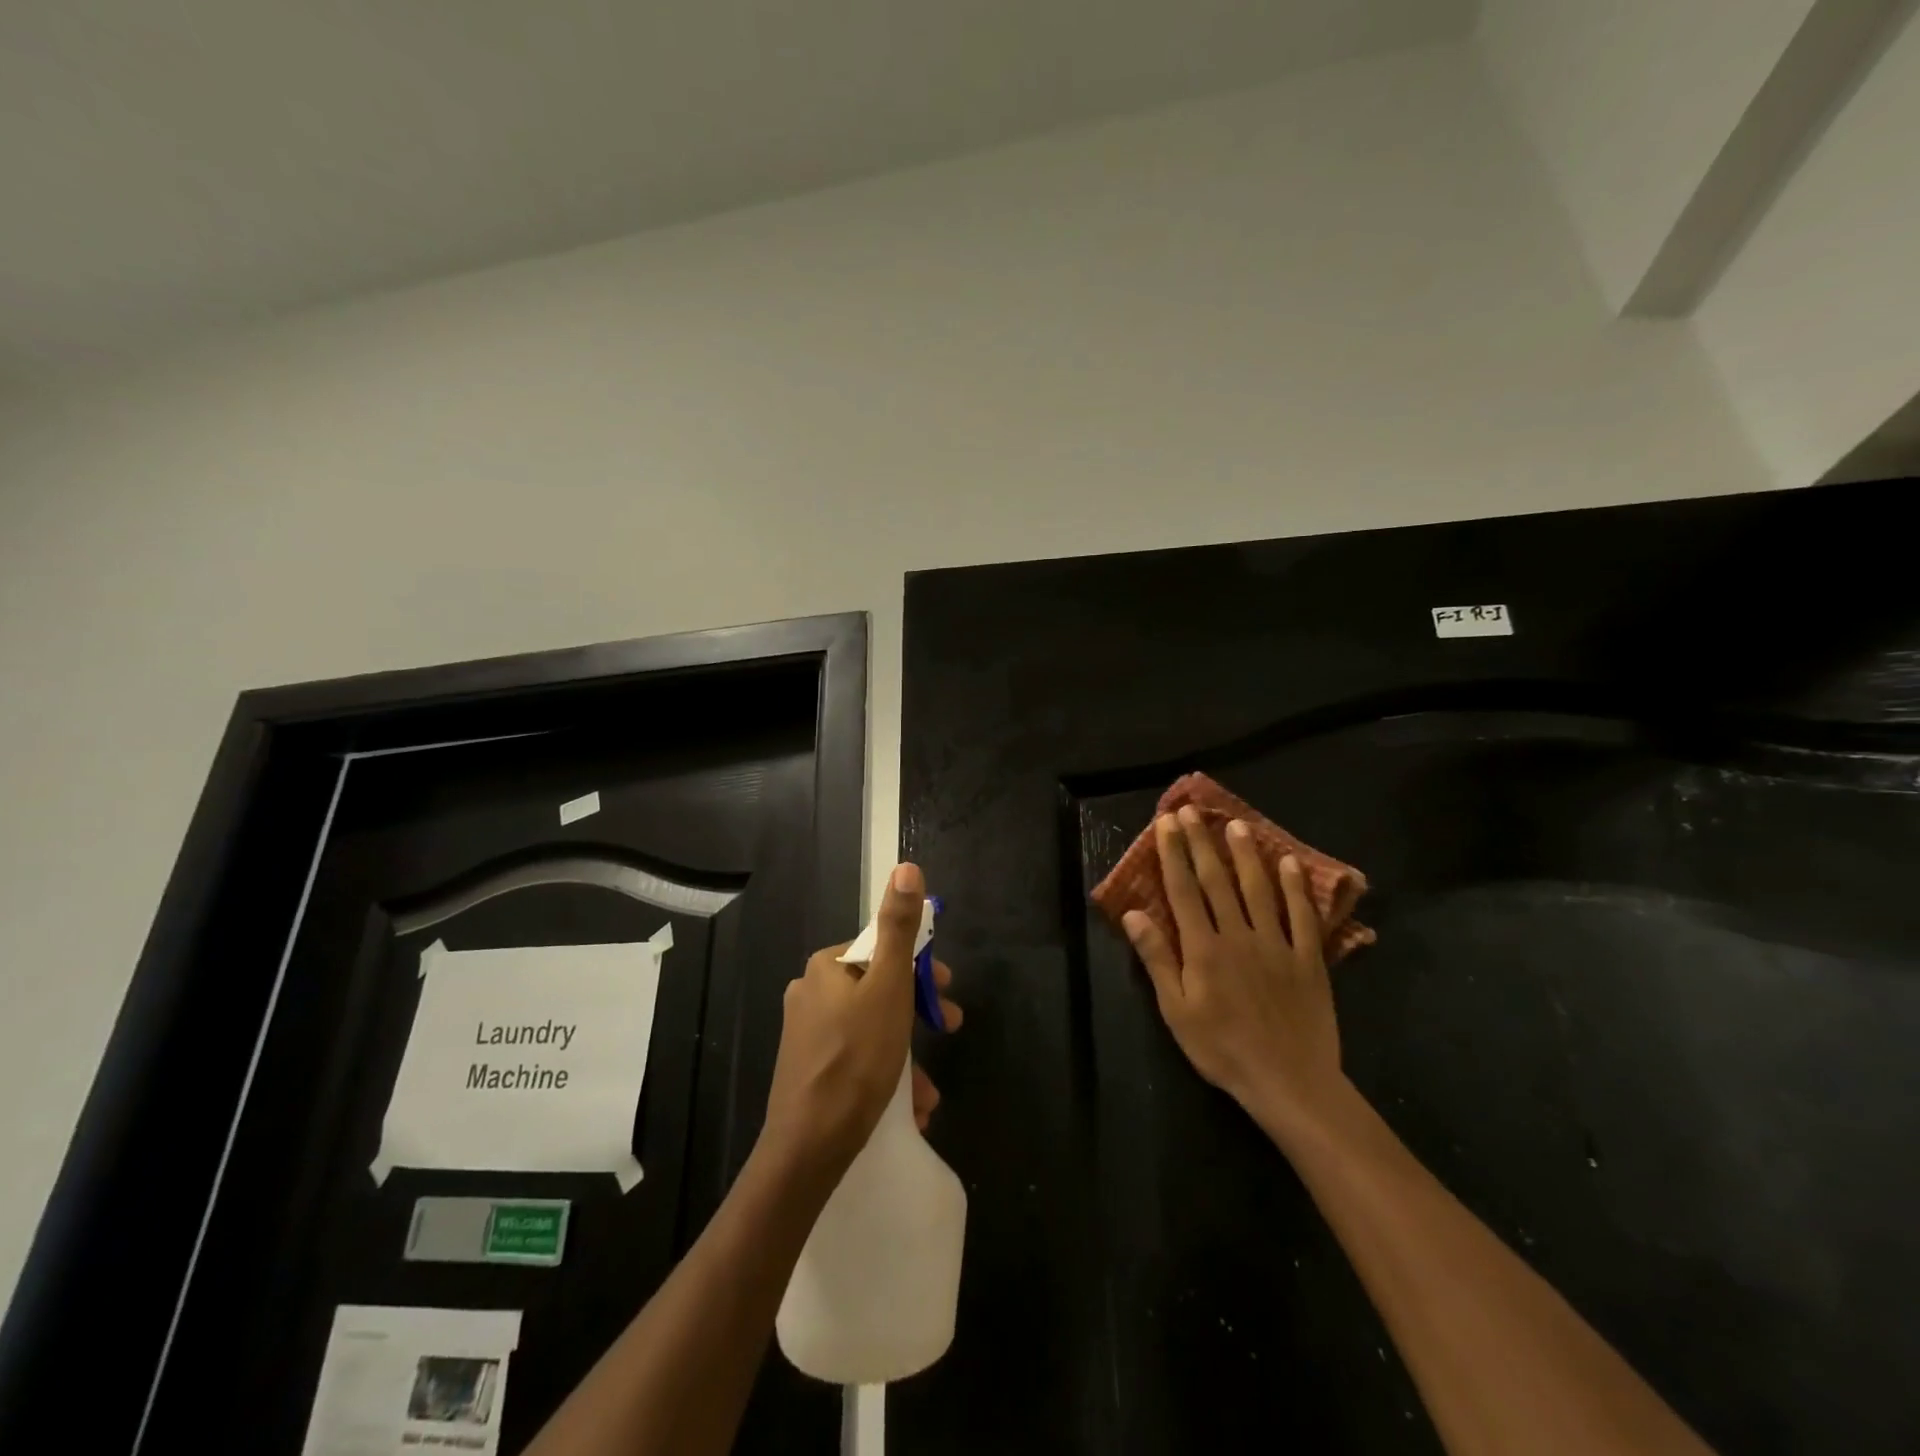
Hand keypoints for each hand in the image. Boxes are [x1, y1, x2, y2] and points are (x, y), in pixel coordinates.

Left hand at [761, 863, 961, 1175]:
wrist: (808, 1149)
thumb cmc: (856, 1059)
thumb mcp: (889, 987)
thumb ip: (899, 928)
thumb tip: (906, 866)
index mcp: (826, 967)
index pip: (882, 950)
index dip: (920, 968)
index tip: (948, 991)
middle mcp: (811, 993)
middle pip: (879, 990)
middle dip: (918, 1013)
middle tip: (949, 1030)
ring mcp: (807, 1034)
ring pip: (872, 1030)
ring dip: (907, 1054)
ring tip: (928, 1090)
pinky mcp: (809, 1071)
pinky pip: (857, 1060)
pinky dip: (886, 1076)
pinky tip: (908, 1108)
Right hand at [1123, 808, 1347, 1144]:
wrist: (1289, 1082)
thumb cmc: (1222, 1049)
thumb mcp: (1176, 1011)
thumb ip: (1156, 959)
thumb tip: (1133, 914)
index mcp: (1203, 948)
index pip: (1183, 890)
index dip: (1173, 853)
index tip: (1166, 822)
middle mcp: (1238, 935)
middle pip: (1217, 880)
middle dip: (1202, 842)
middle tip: (1193, 810)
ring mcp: (1276, 944)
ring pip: (1258, 889)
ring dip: (1246, 854)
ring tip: (1236, 824)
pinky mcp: (1308, 959)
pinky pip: (1303, 916)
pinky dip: (1296, 888)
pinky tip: (1290, 863)